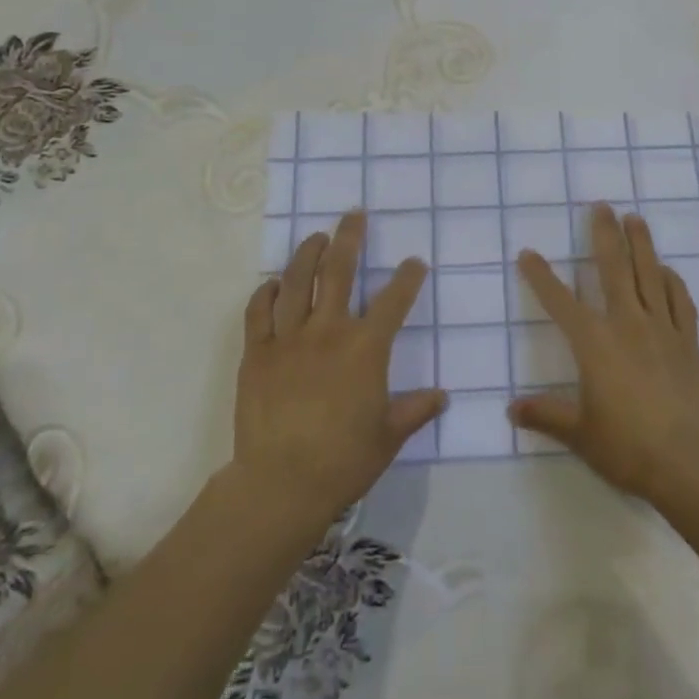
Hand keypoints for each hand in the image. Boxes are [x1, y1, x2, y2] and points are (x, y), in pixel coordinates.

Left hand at [232, 211, 445, 524]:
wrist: (281, 483)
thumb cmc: (343, 461)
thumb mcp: (388, 437)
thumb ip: (416, 411)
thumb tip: (442, 397)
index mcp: (365, 348)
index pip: (393, 300)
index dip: (407, 278)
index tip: (415, 262)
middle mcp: (328, 331)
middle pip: (339, 271)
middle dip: (350, 238)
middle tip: (354, 215)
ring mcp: (288, 339)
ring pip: (296, 282)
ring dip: (307, 254)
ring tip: (315, 237)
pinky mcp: (256, 353)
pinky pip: (258, 312)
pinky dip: (265, 293)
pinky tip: (272, 284)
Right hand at [511, 204, 698, 504]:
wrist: (689, 461)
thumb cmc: (627, 446)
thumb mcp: (579, 433)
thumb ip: (546, 415)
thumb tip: (511, 409)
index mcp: (594, 343)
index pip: (560, 301)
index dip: (541, 276)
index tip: (528, 252)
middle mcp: (627, 324)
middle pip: (613, 269)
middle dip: (604, 235)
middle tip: (601, 206)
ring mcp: (661, 329)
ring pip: (649, 274)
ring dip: (641, 244)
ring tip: (634, 218)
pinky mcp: (687, 341)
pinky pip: (679, 300)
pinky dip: (671, 281)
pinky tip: (666, 271)